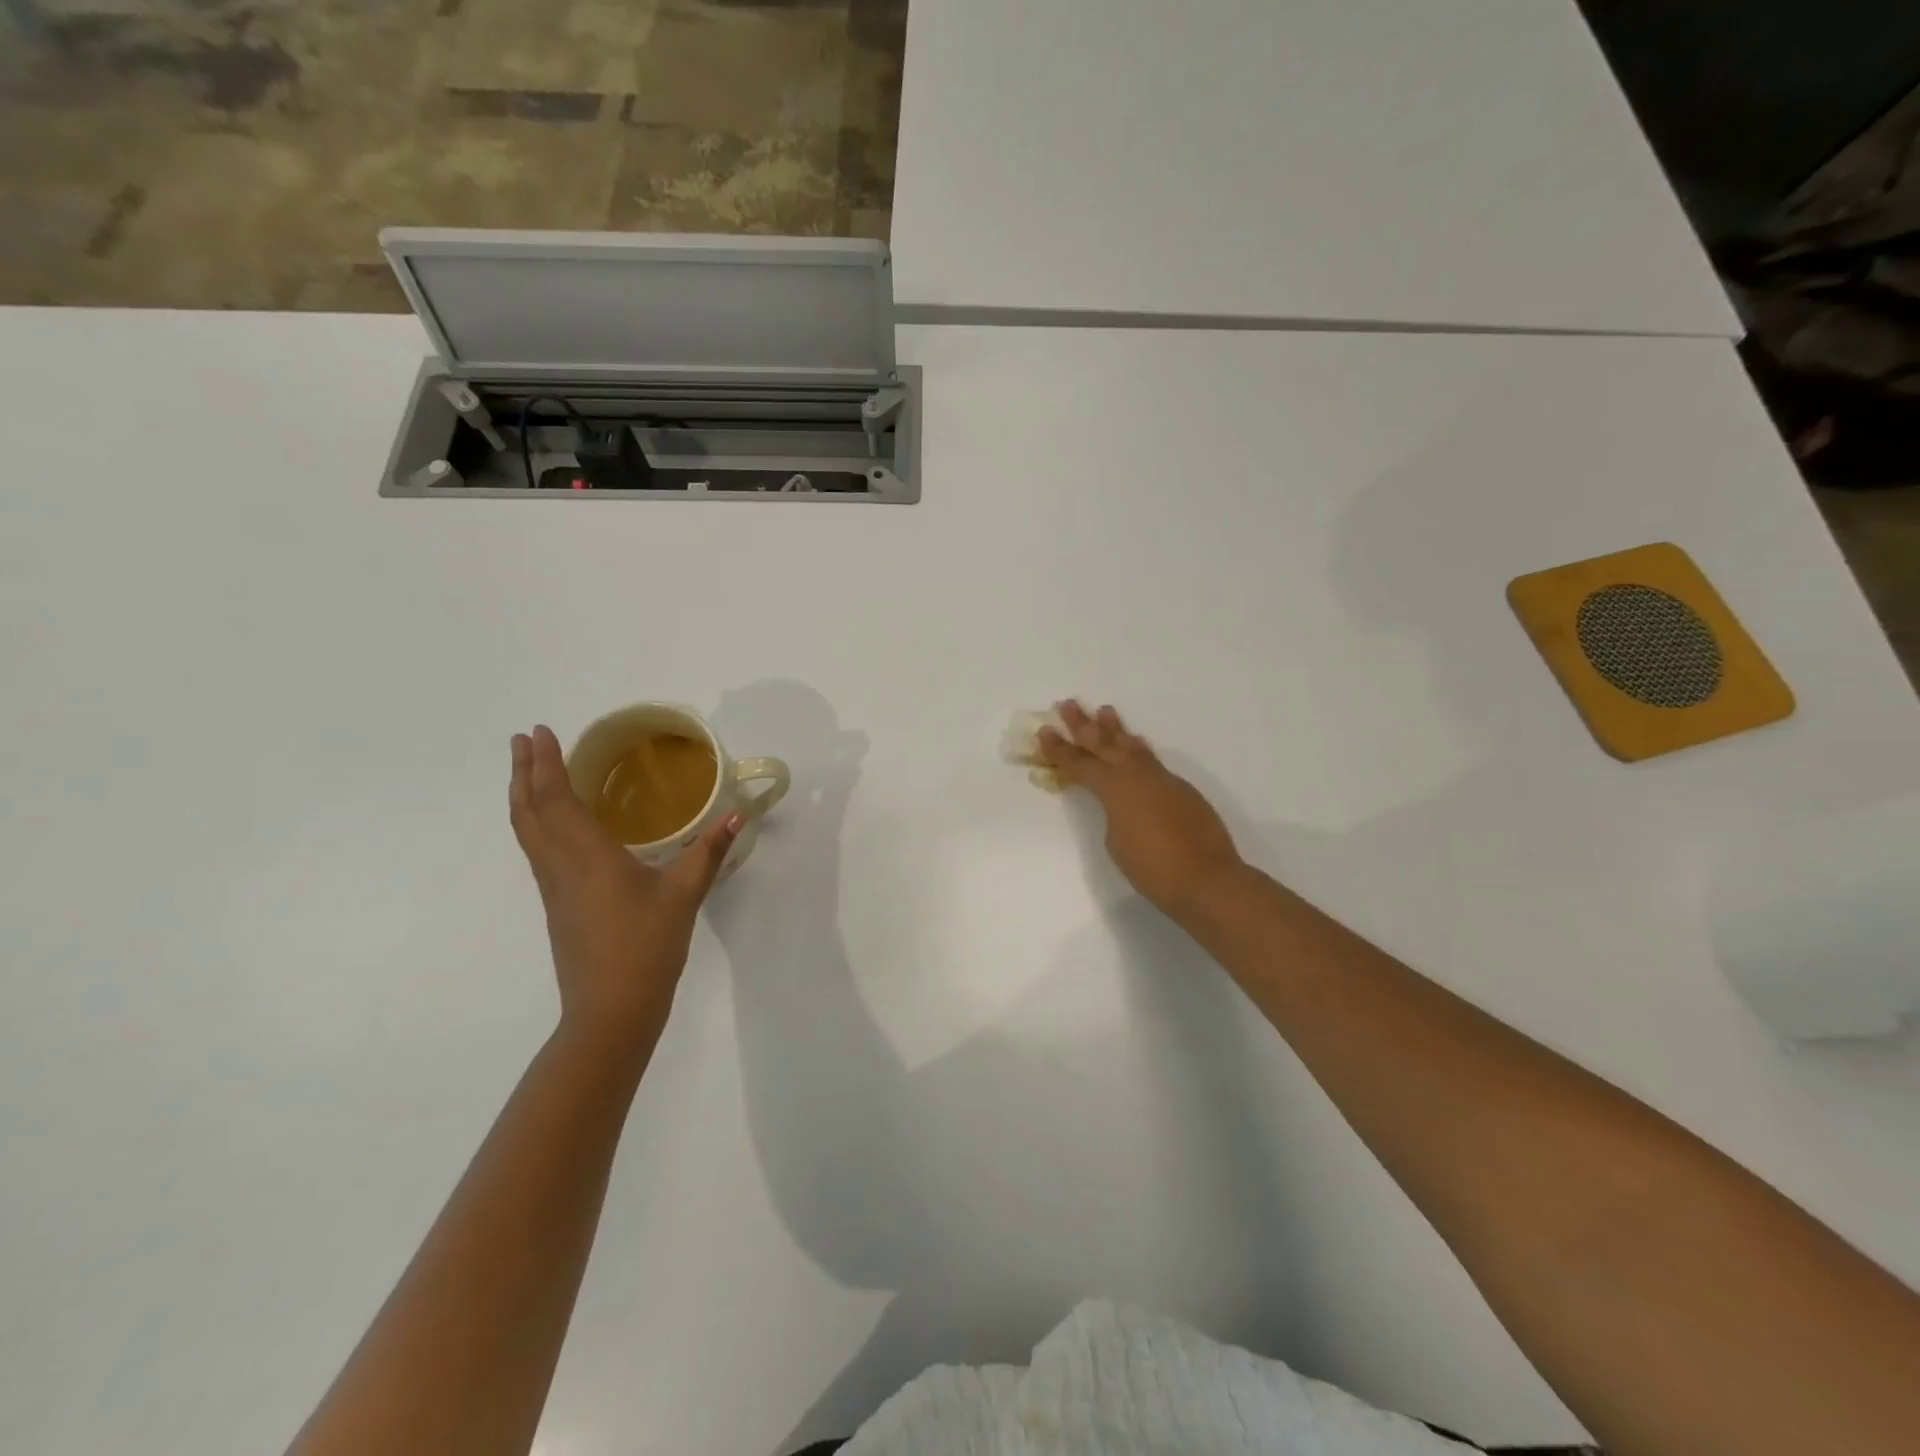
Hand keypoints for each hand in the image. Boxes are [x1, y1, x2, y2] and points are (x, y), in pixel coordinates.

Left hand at [509, 725, 739, 1059]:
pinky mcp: (557, 904)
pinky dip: (535, 822)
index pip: (557, 799)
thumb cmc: (646, 948)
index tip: (540, 732)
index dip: (547, 765)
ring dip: (523, 796)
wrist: (610, 1011)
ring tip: (528, 772)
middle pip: (529, 812)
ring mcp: (553, 888)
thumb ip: (709, 851)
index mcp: (587, 856)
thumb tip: (737, 814)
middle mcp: (560, 866)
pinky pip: (537, 850)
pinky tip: (554, 824)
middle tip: (523, 740)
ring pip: (527, 832)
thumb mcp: (684, 895)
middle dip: (523, 773)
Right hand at [1037, 701, 1243, 916]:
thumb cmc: (1152, 867)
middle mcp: (1137, 775)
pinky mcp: (1182, 790)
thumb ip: (1114, 814)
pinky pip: (1152, 761)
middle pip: (1104, 743)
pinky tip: (1137, 745)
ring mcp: (1162, 780)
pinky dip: (1139, 750)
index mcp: (1114, 788)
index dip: (1060, 749)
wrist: (1206, 879)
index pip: (1080, 764)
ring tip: (1105, 711)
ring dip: (1116, 730)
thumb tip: (1124, 804)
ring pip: (1132, 747)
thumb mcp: (1116, 842)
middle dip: (1083, 725)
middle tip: (1068, 704)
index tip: (1045, 730)